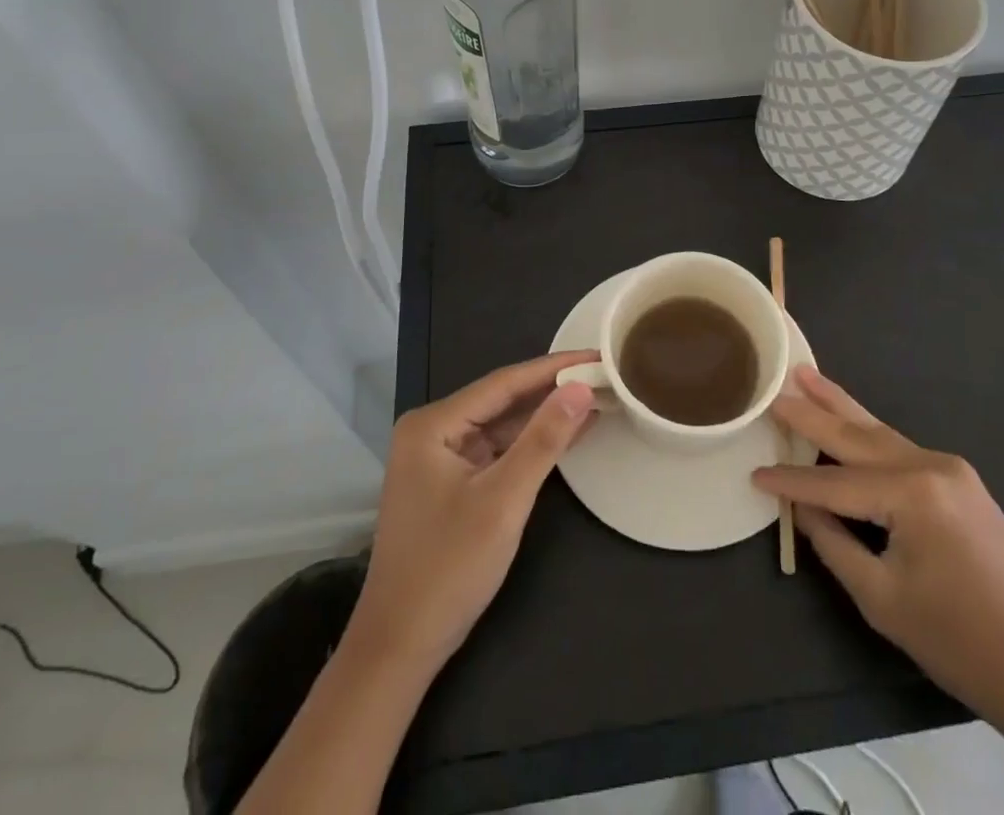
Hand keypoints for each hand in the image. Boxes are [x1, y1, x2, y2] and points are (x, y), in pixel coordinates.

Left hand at [348, 351, 598, 672]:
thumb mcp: (503, 500)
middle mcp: (433, 431)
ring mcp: (440, 458)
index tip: (596, 355)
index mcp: (433, 424)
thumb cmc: (448, 569)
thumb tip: (580, 388)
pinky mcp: (451, 483)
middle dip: (552, 390)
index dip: (554, 368)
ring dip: (545, 417)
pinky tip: (568, 434)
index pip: (504, 382)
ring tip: (596, 398)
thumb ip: (543, 440)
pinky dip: (531, 444)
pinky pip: (498, 450)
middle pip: (503, 400)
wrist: (399, 648)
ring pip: (503, 425)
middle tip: (603, 376)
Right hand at [754, 368, 1003, 739]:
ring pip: (881, 433)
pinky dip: (868, 436)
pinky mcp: (963, 483)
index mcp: (912, 493)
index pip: (833, 482)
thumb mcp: (883, 598)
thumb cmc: (962, 643)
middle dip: (812, 412)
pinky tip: (849, 423)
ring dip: (841, 408)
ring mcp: (952, 470)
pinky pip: (902, 450)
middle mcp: (931, 465)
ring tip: (807, 376)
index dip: (791, 482)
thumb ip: (835, 543)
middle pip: (857, 435)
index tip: (753, 472)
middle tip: (776, 386)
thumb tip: (803, 508)